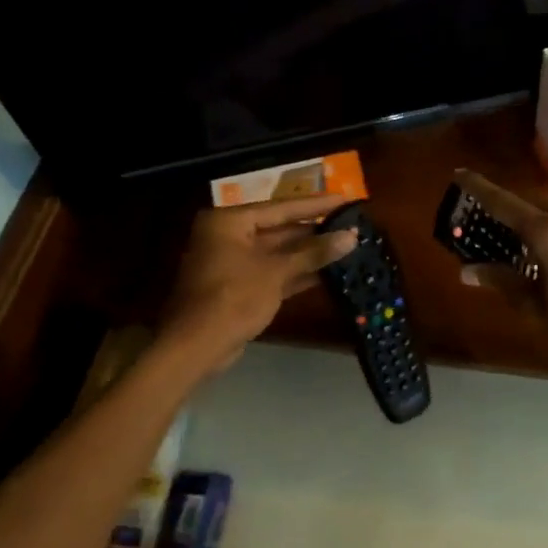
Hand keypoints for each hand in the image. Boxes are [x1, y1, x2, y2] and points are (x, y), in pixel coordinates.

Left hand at [159, 195, 359, 374]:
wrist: (196, 347)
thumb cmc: (233, 298)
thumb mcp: (276, 272)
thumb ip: (314, 253)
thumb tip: (351, 236)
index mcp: (229, 222)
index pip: (281, 208)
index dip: (316, 205)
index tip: (346, 200)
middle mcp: (228, 236)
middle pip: (280, 229)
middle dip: (315, 232)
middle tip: (351, 226)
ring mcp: (233, 263)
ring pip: (279, 253)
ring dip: (310, 254)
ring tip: (347, 247)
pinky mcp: (240, 287)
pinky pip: (274, 273)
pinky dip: (298, 273)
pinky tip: (329, 273)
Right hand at [452, 169, 547, 370]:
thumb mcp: (534, 307)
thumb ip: (502, 281)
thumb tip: (468, 269)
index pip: (503, 202)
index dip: (478, 188)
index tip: (458, 174)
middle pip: (526, 205)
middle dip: (502, 211)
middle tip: (479, 224)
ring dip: (526, 223)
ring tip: (506, 242)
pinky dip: (547, 231)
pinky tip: (540, 252)